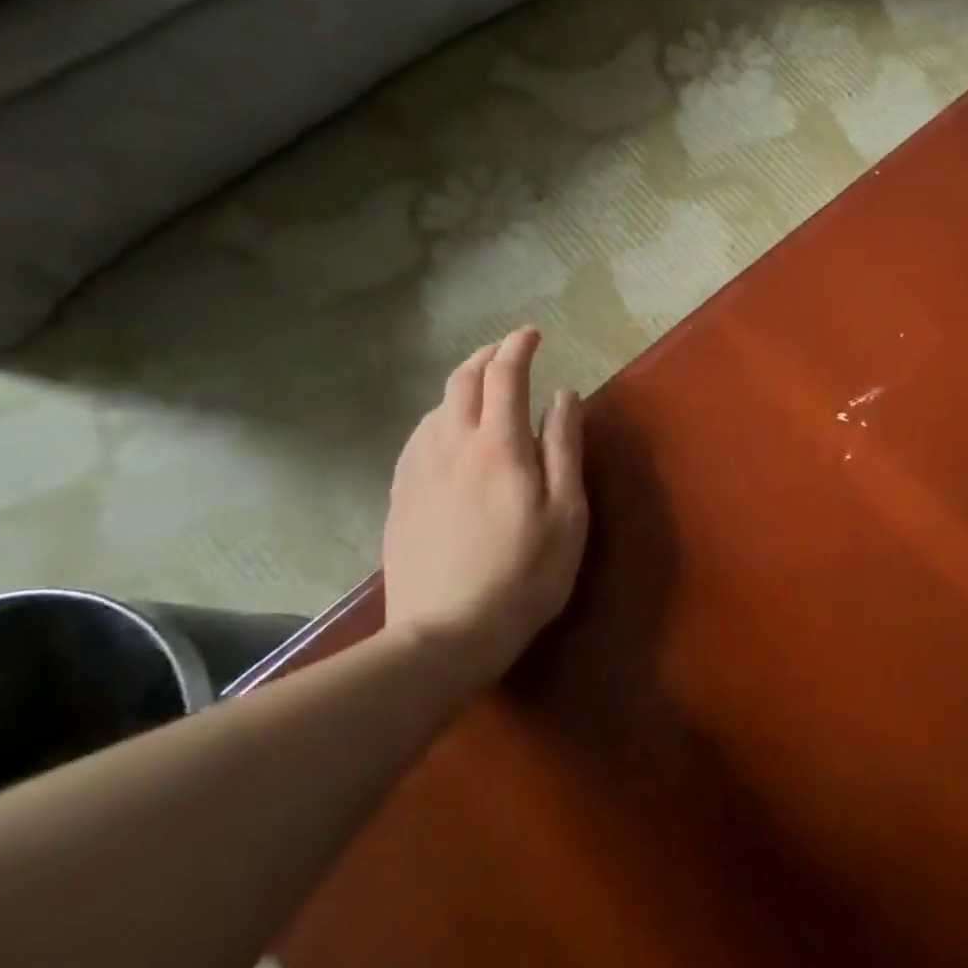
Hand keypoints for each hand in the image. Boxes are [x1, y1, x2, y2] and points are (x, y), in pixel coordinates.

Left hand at [382, 327, 588, 680]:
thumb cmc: (527, 573)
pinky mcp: (399, 497)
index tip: (533, 334)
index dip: (518, 348)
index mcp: (498, 446)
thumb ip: (565, 448)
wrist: (447, 633)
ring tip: (483, 391)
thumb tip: (564, 396)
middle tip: (508, 352)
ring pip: (434, 408)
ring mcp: (418, 471)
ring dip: (461, 387)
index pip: (504, 376)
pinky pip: (417, 439)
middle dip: (485, 357)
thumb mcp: (567, 512)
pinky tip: (446, 435)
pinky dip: (438, 419)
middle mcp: (451, 446)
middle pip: (461, 382)